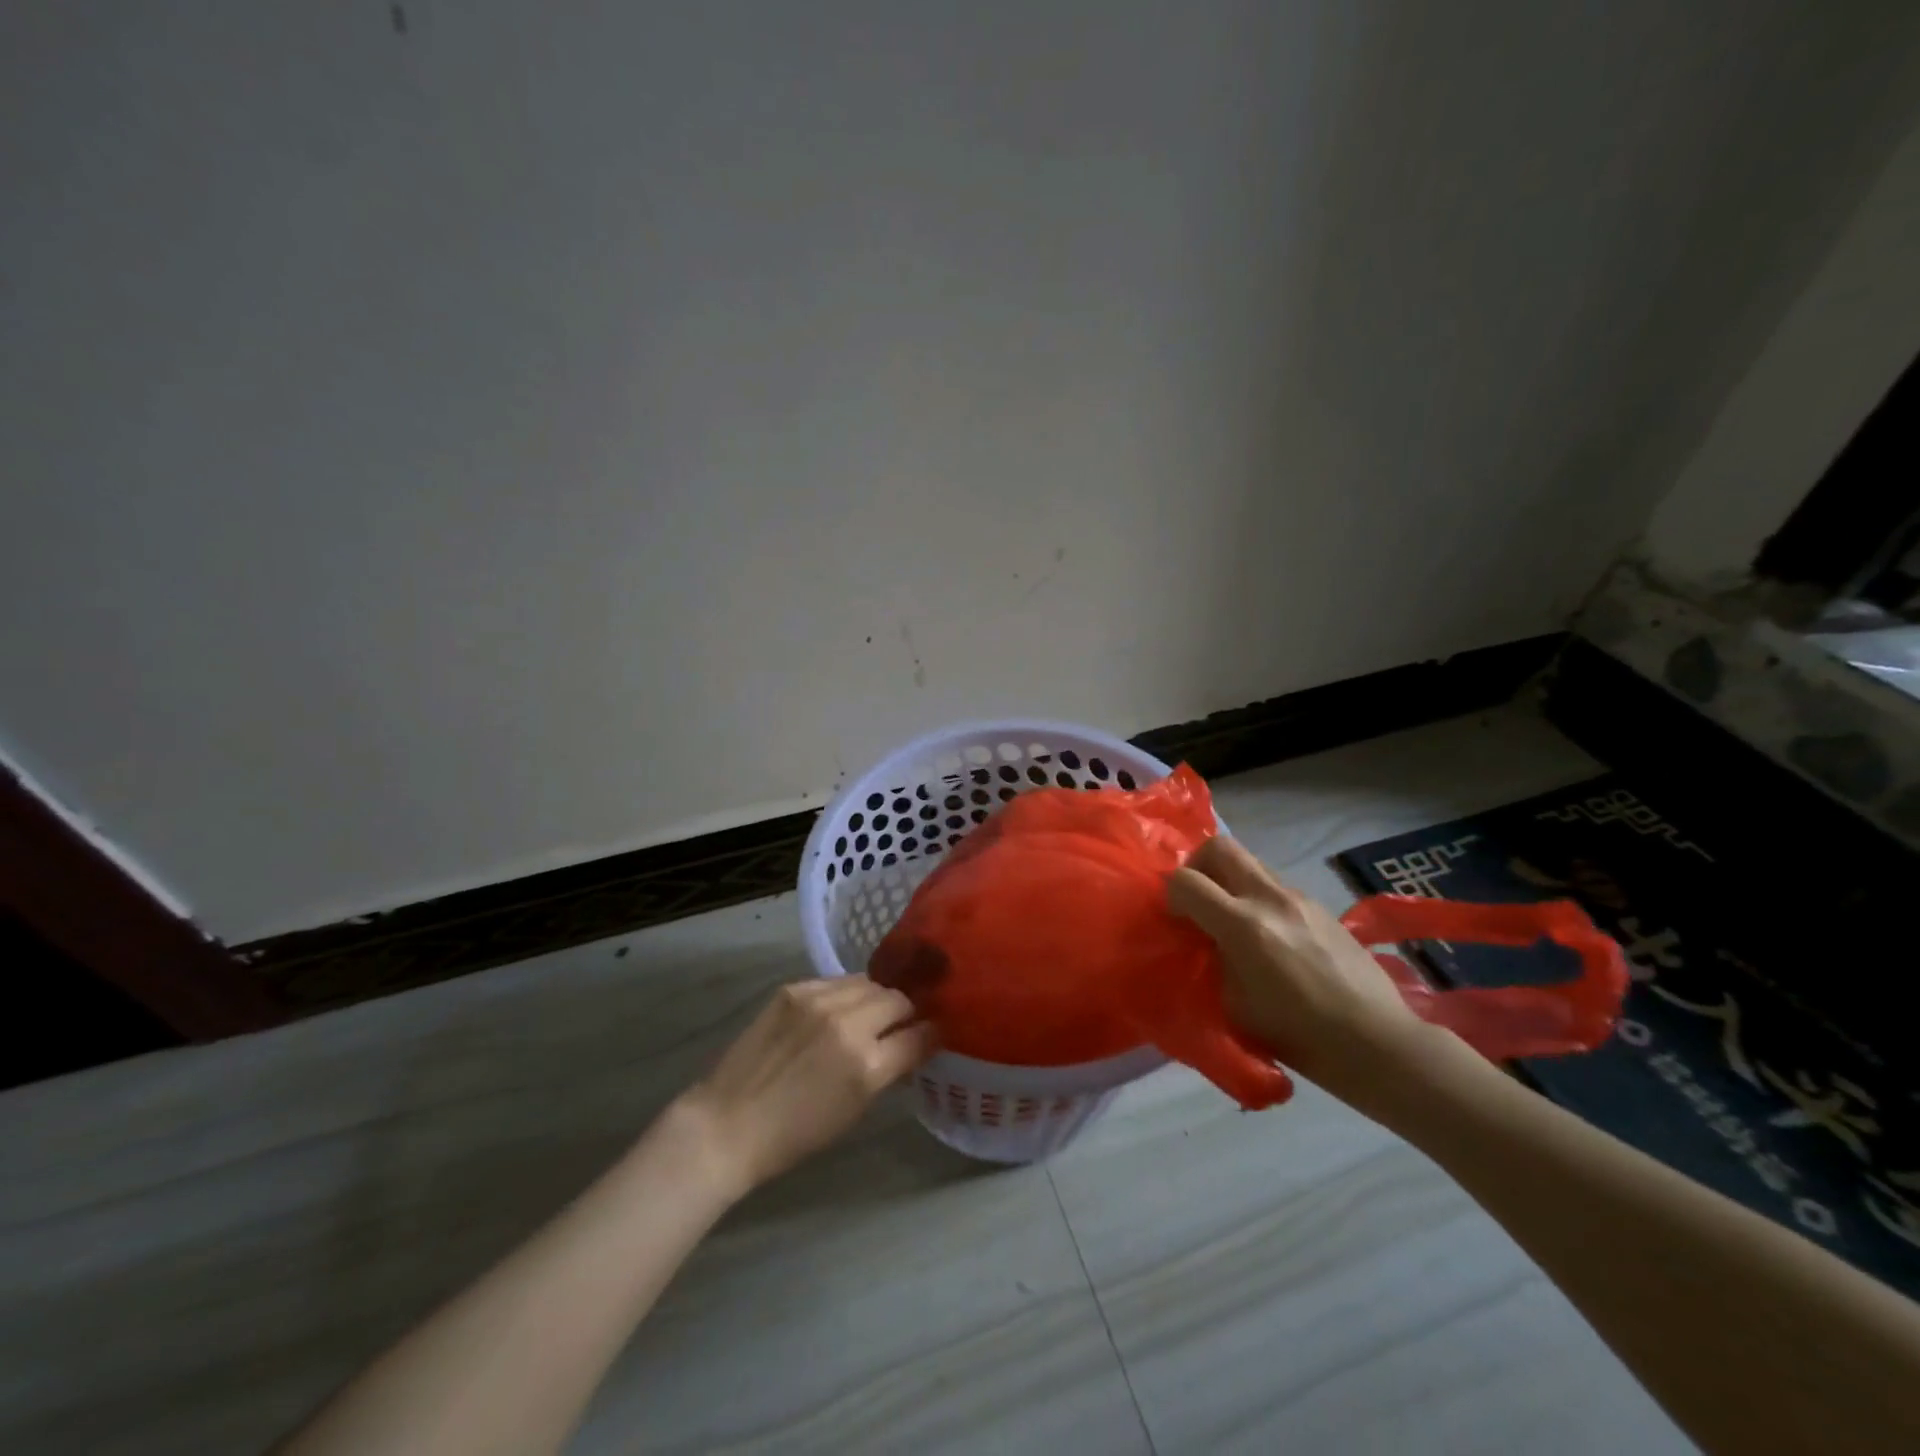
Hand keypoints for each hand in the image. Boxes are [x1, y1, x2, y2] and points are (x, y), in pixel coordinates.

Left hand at [677, 976, 935, 1196]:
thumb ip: (887, 1070)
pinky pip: (835, 981)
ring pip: (868, 982)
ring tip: (869, 1011)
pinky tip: (836, 1009)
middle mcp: (848, 1024)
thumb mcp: (855, 1110)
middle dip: (906, 1011)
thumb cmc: (796, 1133)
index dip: (931, 1033)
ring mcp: (818, 1000)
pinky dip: (844, 993)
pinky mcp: (794, 988)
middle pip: (898, 999)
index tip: (934, 1032)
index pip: (919, 1036)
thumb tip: (911, 1043)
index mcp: (867, 1065)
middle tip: (901, 1022)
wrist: (729, 1123)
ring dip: (876, 997)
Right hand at [1168, 838, 1424, 1094]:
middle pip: (1220, 847)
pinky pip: (1276, 887)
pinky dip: (1260, 900)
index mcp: (1244, 925)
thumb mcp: (1234, 1003)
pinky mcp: (1321, 907)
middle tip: (1200, 900)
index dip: (1171, 895)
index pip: (1186, 880)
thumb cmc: (1299, 1036)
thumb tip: (1206, 939)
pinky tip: (1273, 940)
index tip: (1178, 920)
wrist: (1377, 1042)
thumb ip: (1213, 959)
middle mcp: (1271, 898)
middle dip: (1199, 866)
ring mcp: (1300, 898)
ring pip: (1251, 863)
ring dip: (1232, 883)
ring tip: (1237, 923)